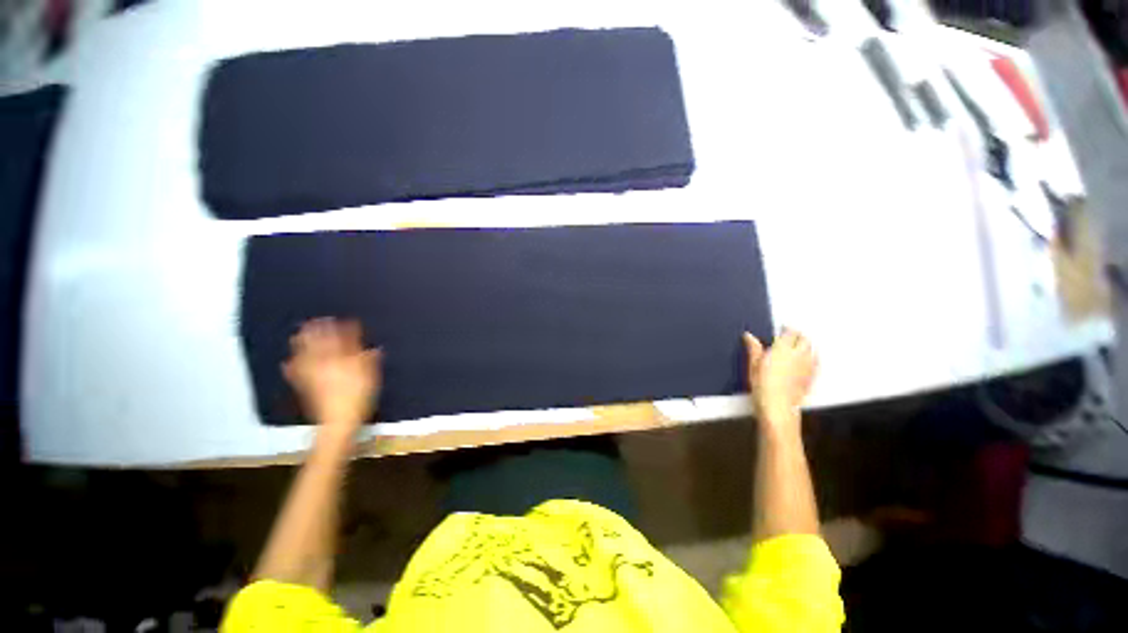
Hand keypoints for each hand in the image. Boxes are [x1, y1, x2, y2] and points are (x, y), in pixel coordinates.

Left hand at [283, 318, 381, 433]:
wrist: (337, 422)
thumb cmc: (356, 398)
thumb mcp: (369, 378)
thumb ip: (370, 360)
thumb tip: (374, 348)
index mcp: (339, 353)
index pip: (340, 335)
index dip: (342, 327)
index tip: (343, 322)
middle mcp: (323, 357)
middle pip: (317, 339)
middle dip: (315, 329)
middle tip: (314, 322)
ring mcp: (311, 370)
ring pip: (303, 351)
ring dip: (300, 342)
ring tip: (297, 336)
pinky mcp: (304, 385)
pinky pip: (294, 372)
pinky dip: (290, 366)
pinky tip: (286, 364)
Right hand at [743, 329, 817, 431]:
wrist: (778, 411)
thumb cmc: (764, 390)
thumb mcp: (754, 368)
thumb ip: (754, 350)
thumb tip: (749, 336)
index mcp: (783, 348)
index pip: (790, 331)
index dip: (786, 330)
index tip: (781, 332)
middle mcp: (798, 354)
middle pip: (804, 338)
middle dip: (799, 337)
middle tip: (791, 340)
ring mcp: (807, 366)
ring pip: (812, 349)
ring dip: (806, 347)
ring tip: (799, 350)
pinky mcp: (811, 378)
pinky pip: (816, 363)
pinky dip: (813, 359)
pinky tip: (807, 363)